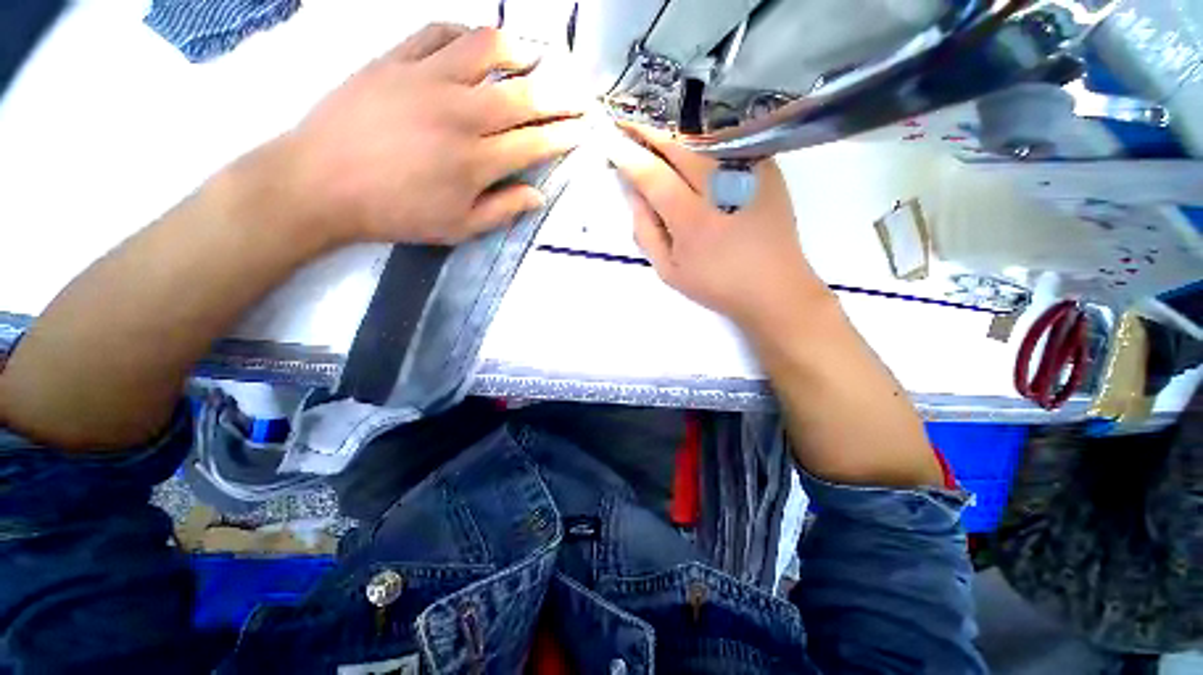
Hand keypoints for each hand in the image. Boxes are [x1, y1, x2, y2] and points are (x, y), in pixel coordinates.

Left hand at [277, 24, 584, 246]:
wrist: (320, 183)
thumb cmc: (396, 212)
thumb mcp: (458, 227)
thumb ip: (503, 210)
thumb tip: (538, 195)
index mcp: (478, 161)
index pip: (537, 142)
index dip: (566, 133)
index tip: (585, 128)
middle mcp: (461, 114)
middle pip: (524, 95)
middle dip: (561, 94)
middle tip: (579, 92)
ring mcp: (427, 79)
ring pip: (487, 49)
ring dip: (520, 51)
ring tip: (534, 58)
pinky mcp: (395, 59)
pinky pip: (437, 32)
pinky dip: (465, 33)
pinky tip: (476, 44)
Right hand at [608, 127, 827, 332]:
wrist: (774, 287)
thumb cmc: (716, 285)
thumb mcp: (669, 270)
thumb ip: (646, 231)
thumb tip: (633, 192)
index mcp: (694, 220)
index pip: (653, 176)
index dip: (627, 155)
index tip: (608, 139)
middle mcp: (722, 187)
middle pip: (678, 144)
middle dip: (647, 129)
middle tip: (625, 121)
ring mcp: (749, 172)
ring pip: (703, 136)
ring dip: (673, 128)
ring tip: (651, 125)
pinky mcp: (767, 168)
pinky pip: (727, 142)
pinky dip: (702, 135)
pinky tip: (688, 138)